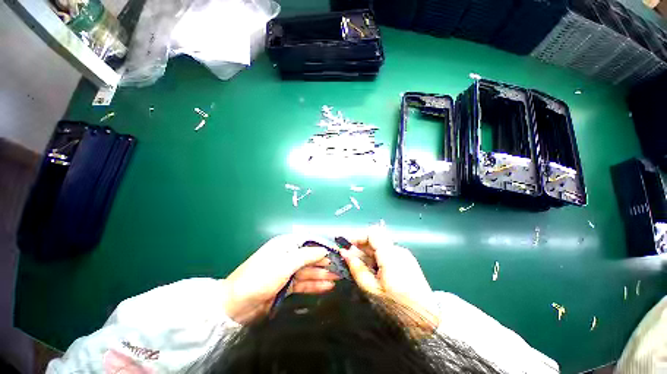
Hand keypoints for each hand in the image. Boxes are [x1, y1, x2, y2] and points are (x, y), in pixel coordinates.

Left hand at [222, 235, 334, 323]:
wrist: (235, 306)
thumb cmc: (260, 278)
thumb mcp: (284, 264)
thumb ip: (306, 256)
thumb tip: (324, 250)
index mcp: (286, 245)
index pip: (309, 243)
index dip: (324, 247)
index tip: (338, 253)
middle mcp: (288, 256)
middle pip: (311, 258)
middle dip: (326, 263)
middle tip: (342, 268)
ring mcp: (287, 272)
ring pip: (309, 271)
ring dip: (323, 274)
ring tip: (339, 278)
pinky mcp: (287, 286)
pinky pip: (304, 283)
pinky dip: (315, 284)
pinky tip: (328, 286)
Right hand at [340, 225, 440, 329]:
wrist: (427, 320)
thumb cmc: (397, 306)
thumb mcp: (373, 290)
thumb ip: (357, 269)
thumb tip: (344, 253)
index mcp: (390, 255)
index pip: (373, 233)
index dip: (359, 237)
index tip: (348, 246)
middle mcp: (398, 250)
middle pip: (375, 240)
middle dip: (360, 247)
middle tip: (349, 260)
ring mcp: (403, 254)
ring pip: (380, 247)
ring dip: (367, 254)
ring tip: (359, 268)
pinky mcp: (406, 260)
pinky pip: (387, 254)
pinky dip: (376, 259)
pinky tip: (372, 272)